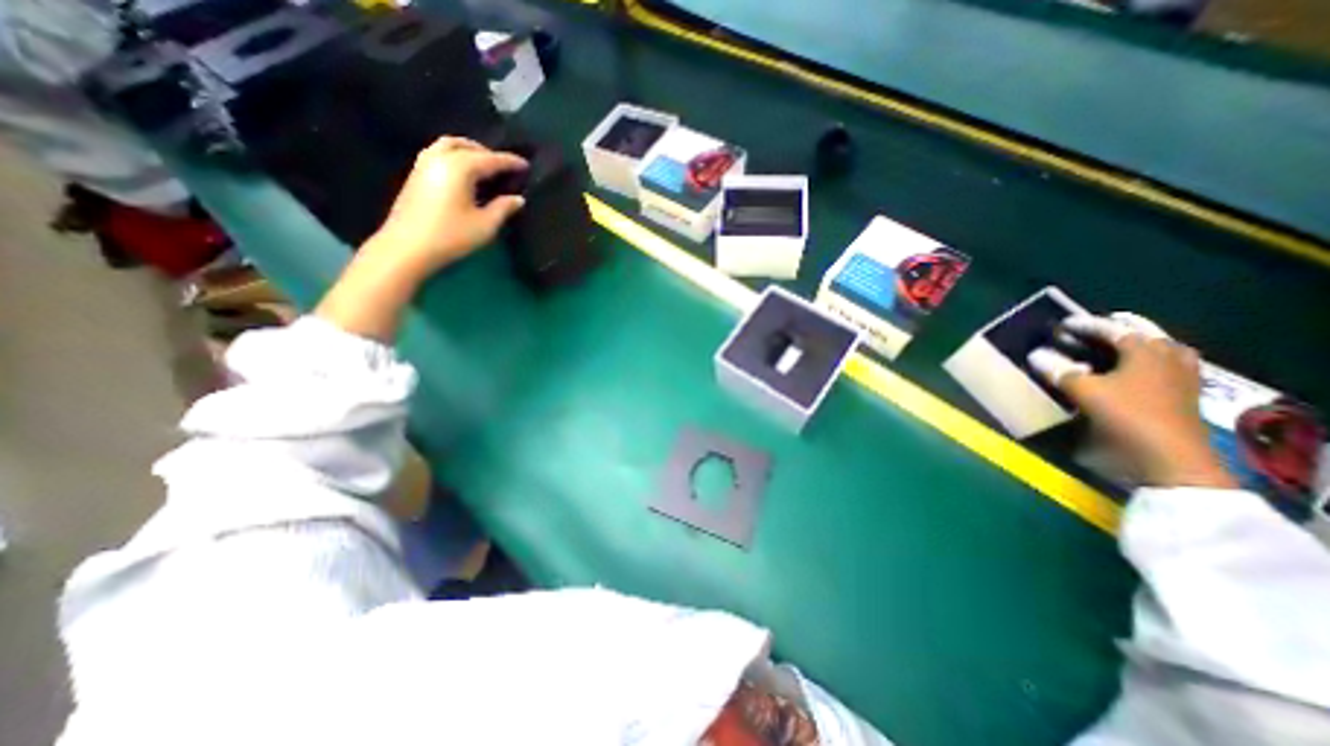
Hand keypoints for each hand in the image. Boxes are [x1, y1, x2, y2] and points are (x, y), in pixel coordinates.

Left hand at [317, 136, 530, 340]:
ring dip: (468, 150)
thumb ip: (503, 208)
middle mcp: (440, 158)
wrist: (408, 247)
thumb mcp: (485, 225)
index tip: (525, 164)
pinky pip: (438, 154)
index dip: (510, 161)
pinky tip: (463, 174)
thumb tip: (518, 199)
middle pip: (466, 145)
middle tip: (504, 166)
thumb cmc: (451, 236)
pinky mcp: (415, 175)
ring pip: (448, 146)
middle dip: (487, 152)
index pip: (490, 159)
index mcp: (460, 167)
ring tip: (483, 166)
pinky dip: (455, 156)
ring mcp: (424, 165)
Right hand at [1026, 311, 1236, 488]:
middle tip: (1092, 331)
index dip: (1087, 325)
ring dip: (1136, 345)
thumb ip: (1060, 371)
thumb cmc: (1127, 416)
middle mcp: (1169, 357)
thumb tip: (1035, 355)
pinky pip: (1165, 366)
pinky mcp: (1184, 394)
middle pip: (1144, 335)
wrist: (1170, 457)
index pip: (1114, 329)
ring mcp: (1182, 376)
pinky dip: (1146, 362)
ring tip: (1113, 347)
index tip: (1063, 324)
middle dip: (1117, 330)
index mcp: (1147, 351)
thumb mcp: (1085, 391)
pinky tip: (1132, 371)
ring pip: (1159, 350)